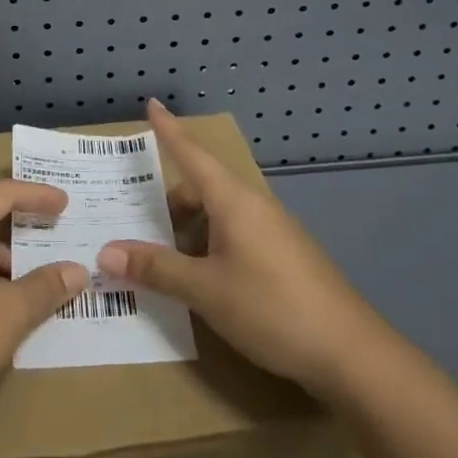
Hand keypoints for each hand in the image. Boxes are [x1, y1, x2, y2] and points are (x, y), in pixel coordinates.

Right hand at [97, 100, 375, 394]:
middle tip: (135, 225)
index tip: (152, 104)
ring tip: (164, 261)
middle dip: (168, 203)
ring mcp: (274, 231)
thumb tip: (105, 253)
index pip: (192, 154)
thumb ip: (156, 269)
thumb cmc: (272, 308)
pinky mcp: (285, 256)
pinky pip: (236, 235)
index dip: (169, 130)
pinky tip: (203, 280)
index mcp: (233, 201)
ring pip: (219, 216)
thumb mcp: (205, 290)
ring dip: (189, 230)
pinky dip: (210, 246)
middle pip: (201, 189)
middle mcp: (254, 206)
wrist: (352, 354)